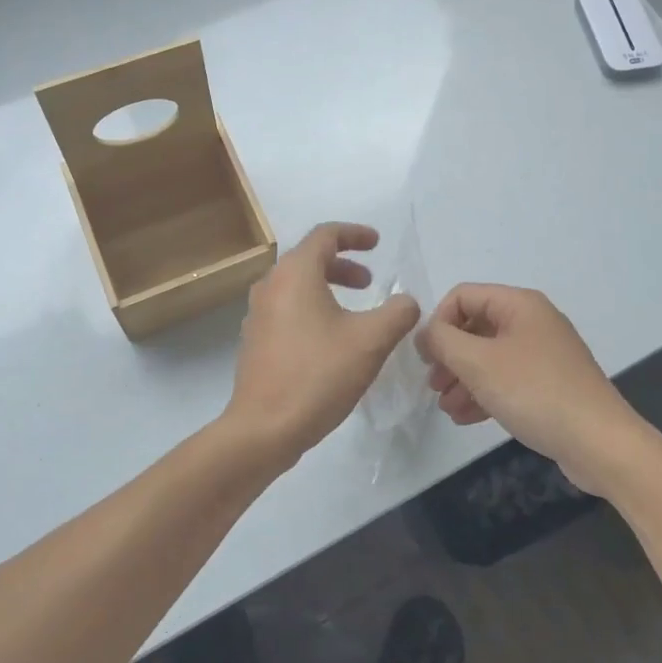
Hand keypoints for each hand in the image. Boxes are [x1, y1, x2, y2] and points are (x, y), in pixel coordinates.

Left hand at [220, 223, 421, 471]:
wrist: (264, 427)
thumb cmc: (318, 375)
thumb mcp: (371, 341)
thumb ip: (398, 312)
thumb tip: (406, 301)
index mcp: (295, 273)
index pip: (325, 235)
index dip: (355, 234)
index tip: (377, 243)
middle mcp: (270, 285)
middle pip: (309, 259)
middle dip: (343, 265)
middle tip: (369, 282)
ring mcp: (258, 313)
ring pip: (297, 286)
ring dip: (327, 288)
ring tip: (354, 311)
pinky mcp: (255, 340)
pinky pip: (287, 309)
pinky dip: (312, 309)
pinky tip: (331, 340)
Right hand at [416, 283, 639, 493]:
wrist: (599, 443)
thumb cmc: (534, 392)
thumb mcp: (478, 363)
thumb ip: (443, 341)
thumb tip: (425, 332)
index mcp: (519, 304)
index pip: (462, 296)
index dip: (438, 322)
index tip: (426, 357)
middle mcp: (532, 321)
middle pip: (475, 326)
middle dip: (449, 355)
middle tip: (433, 384)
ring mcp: (543, 353)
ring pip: (489, 356)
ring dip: (462, 378)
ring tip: (446, 407)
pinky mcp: (549, 383)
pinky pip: (506, 378)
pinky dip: (483, 392)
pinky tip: (465, 417)